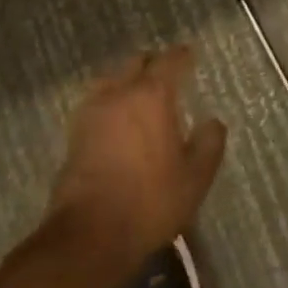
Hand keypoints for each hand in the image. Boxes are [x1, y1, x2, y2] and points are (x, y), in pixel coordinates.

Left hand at [48, 45, 227, 269]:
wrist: (91, 233)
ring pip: (112, 80)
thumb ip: (209, 144)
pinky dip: (110, 101)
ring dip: (127, 80)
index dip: (182, 55)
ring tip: (140, 93)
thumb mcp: (195, 177)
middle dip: (152, 63)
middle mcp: (119, 94)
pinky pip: (97, 102)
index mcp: (152, 96)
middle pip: (136, 63)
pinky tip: (118, 118)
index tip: (190, 54)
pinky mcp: (74, 134)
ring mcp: (92, 112)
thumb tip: (213, 122)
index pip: (169, 61)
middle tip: (167, 73)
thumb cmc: (151, 201)